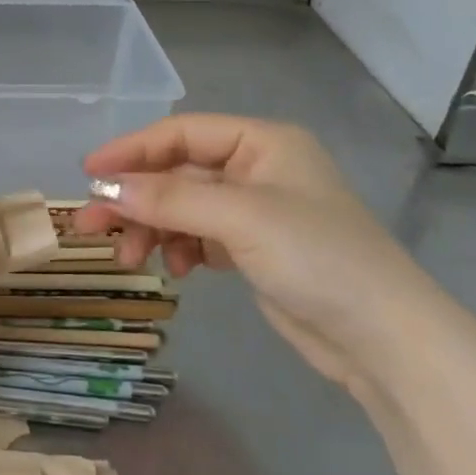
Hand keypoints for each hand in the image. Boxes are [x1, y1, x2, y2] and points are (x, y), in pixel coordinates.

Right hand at [72, 115, 451, 398]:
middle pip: (177, 173)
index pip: (181, 133)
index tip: (88, 174)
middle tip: (91, 226)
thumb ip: (168, 199)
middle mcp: (256, 168)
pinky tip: (177, 271)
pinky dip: (179, 248)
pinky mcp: (253, 249)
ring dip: (152, 229)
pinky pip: (198, 236)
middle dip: (135, 200)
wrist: (386, 341)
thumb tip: (103, 189)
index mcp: (262, 142)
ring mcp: (255, 210)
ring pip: (182, 208)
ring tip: (131, 261)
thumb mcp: (240, 219)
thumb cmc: (318, 258)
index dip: (132, 150)